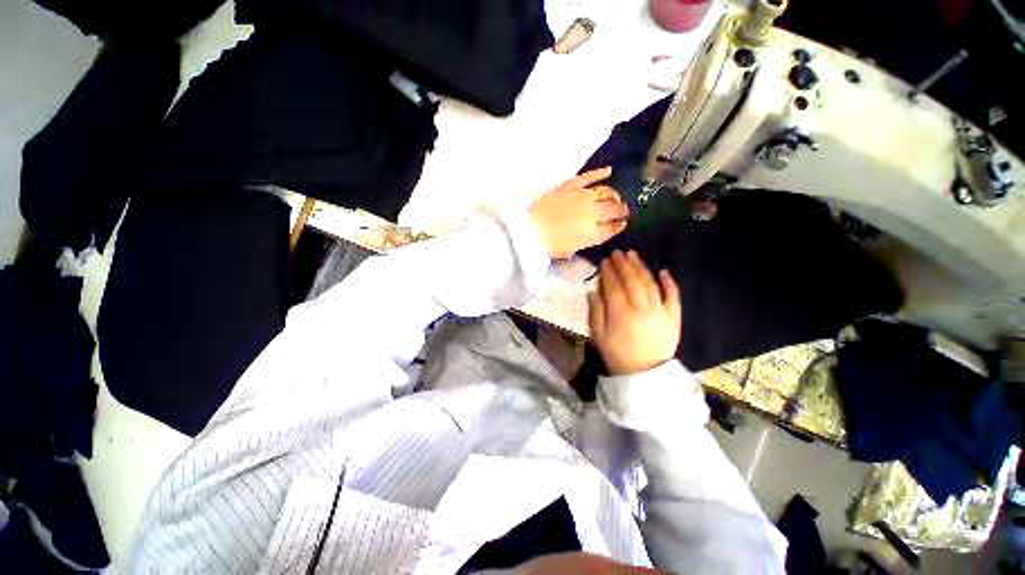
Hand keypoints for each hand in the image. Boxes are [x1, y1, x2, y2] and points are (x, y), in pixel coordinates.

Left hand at [529, 167, 629, 258]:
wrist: (530, 229)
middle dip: (621, 210)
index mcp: (593, 233)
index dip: (619, 225)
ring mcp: (582, 197)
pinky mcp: (571, 186)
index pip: (613, 228)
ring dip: (613, 195)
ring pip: (606, 192)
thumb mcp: (570, 250)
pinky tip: (609, 170)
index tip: (622, 223)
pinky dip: (600, 172)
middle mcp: (592, 213)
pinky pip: (589, 176)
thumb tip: (589, 235)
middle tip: (622, 210)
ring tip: (614, 197)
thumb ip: (584, 242)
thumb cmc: (548, 245)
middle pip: (614, 209)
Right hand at [589, 250, 681, 375]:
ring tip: (633, 255)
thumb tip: (594, 291)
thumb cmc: (617, 355)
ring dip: (641, 267)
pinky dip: (669, 282)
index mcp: (621, 314)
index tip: (604, 261)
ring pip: (650, 283)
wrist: (645, 375)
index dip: (608, 272)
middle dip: (623, 264)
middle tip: (617, 253)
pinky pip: (673, 296)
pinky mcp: (673, 316)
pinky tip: (663, 271)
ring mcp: (660, 311)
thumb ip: (595, 312)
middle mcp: (641, 308)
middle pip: (632, 280)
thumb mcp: (598, 336)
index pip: (614, 286)